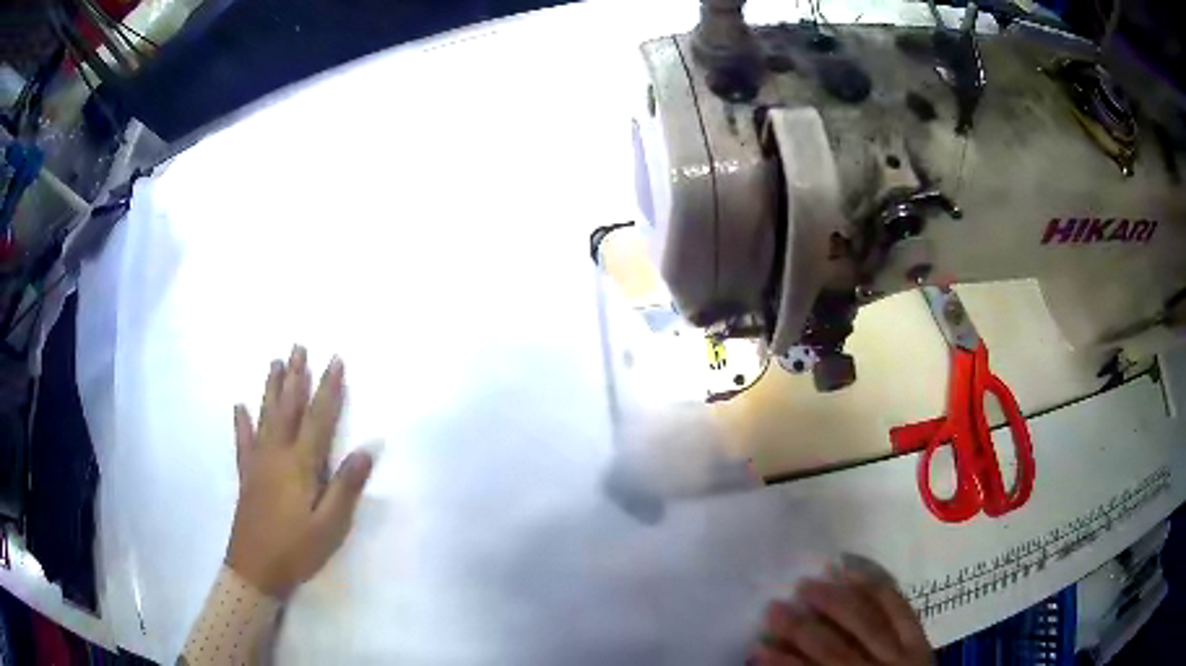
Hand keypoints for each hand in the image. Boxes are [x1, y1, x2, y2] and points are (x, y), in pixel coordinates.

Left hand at [226, 346, 373, 597]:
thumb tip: (366, 450)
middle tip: (299, 346)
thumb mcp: (330, 526)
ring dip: (272, 388)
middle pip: (288, 408)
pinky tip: (240, 406)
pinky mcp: (245, 474)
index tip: (335, 360)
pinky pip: (243, 441)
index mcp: (300, 465)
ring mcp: (257, 462)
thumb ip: (345, 487)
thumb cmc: (297, 549)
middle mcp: (276, 454)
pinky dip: (242, 422)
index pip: (318, 419)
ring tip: (276, 362)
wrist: (255, 569)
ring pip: (265, 416)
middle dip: (296, 376)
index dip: (328, 389)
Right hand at [753, 555, 931, 665]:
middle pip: (835, 648)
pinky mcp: (920, 638)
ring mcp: (903, 653)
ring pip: (867, 622)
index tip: (756, 646)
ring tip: (807, 583)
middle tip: (775, 607)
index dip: (782, 663)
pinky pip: (900, 608)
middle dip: (801, 629)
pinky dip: (877, 589)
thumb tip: (769, 662)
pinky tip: (854, 572)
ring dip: (834, 602)